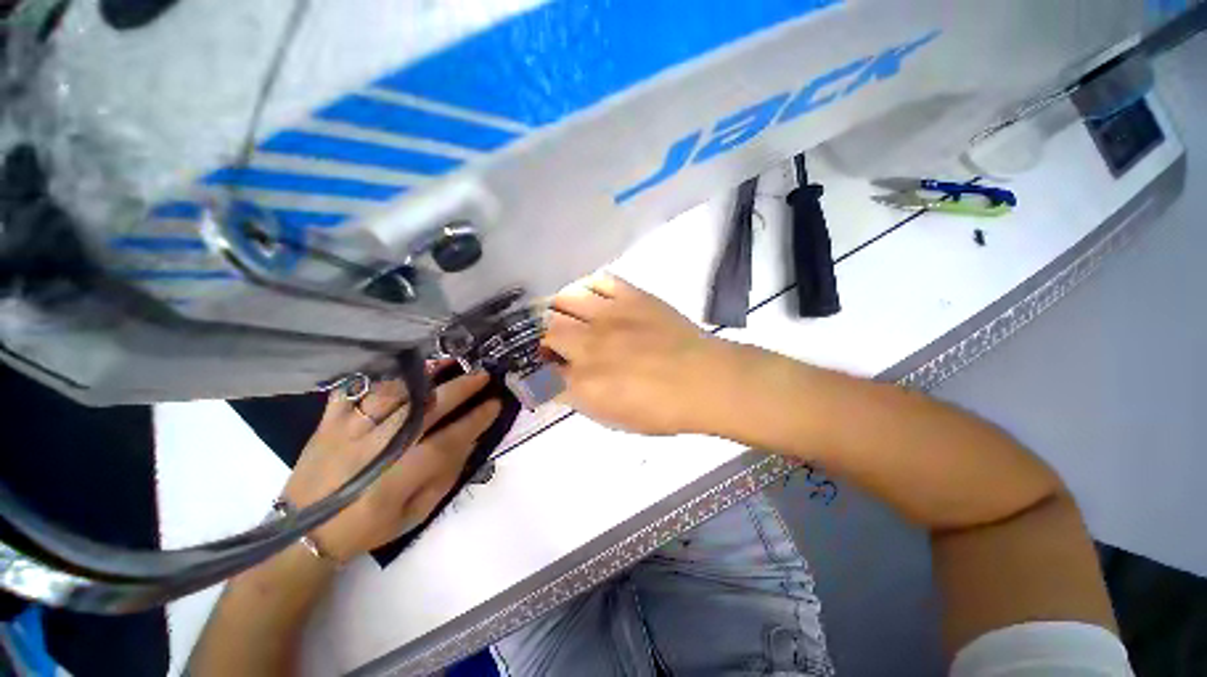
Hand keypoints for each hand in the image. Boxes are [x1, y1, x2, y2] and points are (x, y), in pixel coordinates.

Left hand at [281, 369, 500, 562]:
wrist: (303, 533)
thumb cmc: (368, 527)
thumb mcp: (416, 513)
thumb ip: (445, 476)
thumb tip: (470, 440)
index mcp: (400, 476)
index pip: (450, 439)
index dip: (477, 419)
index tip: (495, 404)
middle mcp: (378, 448)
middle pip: (426, 409)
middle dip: (460, 388)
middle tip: (482, 375)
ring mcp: (350, 431)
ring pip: (393, 393)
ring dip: (425, 375)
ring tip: (448, 362)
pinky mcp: (329, 423)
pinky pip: (355, 390)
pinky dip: (378, 375)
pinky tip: (401, 367)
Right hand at [542, 274, 732, 435]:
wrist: (706, 380)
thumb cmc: (663, 410)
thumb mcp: (614, 419)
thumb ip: (580, 399)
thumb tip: (558, 381)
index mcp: (584, 383)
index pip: (540, 370)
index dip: (535, 369)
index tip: (538, 368)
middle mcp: (589, 345)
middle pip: (545, 330)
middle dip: (542, 337)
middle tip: (554, 343)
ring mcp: (610, 315)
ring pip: (564, 299)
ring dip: (558, 309)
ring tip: (567, 316)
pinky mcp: (631, 296)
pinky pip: (598, 280)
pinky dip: (587, 287)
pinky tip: (591, 299)